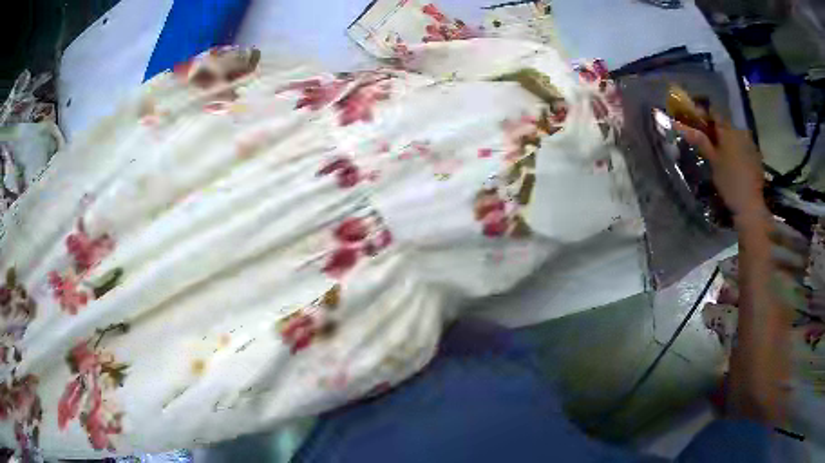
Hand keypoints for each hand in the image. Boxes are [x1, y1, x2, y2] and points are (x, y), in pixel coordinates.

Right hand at [674, 120, 767, 222]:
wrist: (750, 205)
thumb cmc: (729, 182)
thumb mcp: (713, 162)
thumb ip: (701, 142)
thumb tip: (683, 127)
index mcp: (728, 130)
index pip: (714, 113)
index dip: (704, 114)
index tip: (696, 120)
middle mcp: (740, 131)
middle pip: (726, 124)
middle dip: (716, 129)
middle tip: (708, 139)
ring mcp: (750, 143)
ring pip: (736, 135)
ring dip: (728, 139)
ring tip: (722, 152)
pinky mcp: (756, 156)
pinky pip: (744, 146)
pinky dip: (737, 149)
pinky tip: (734, 162)